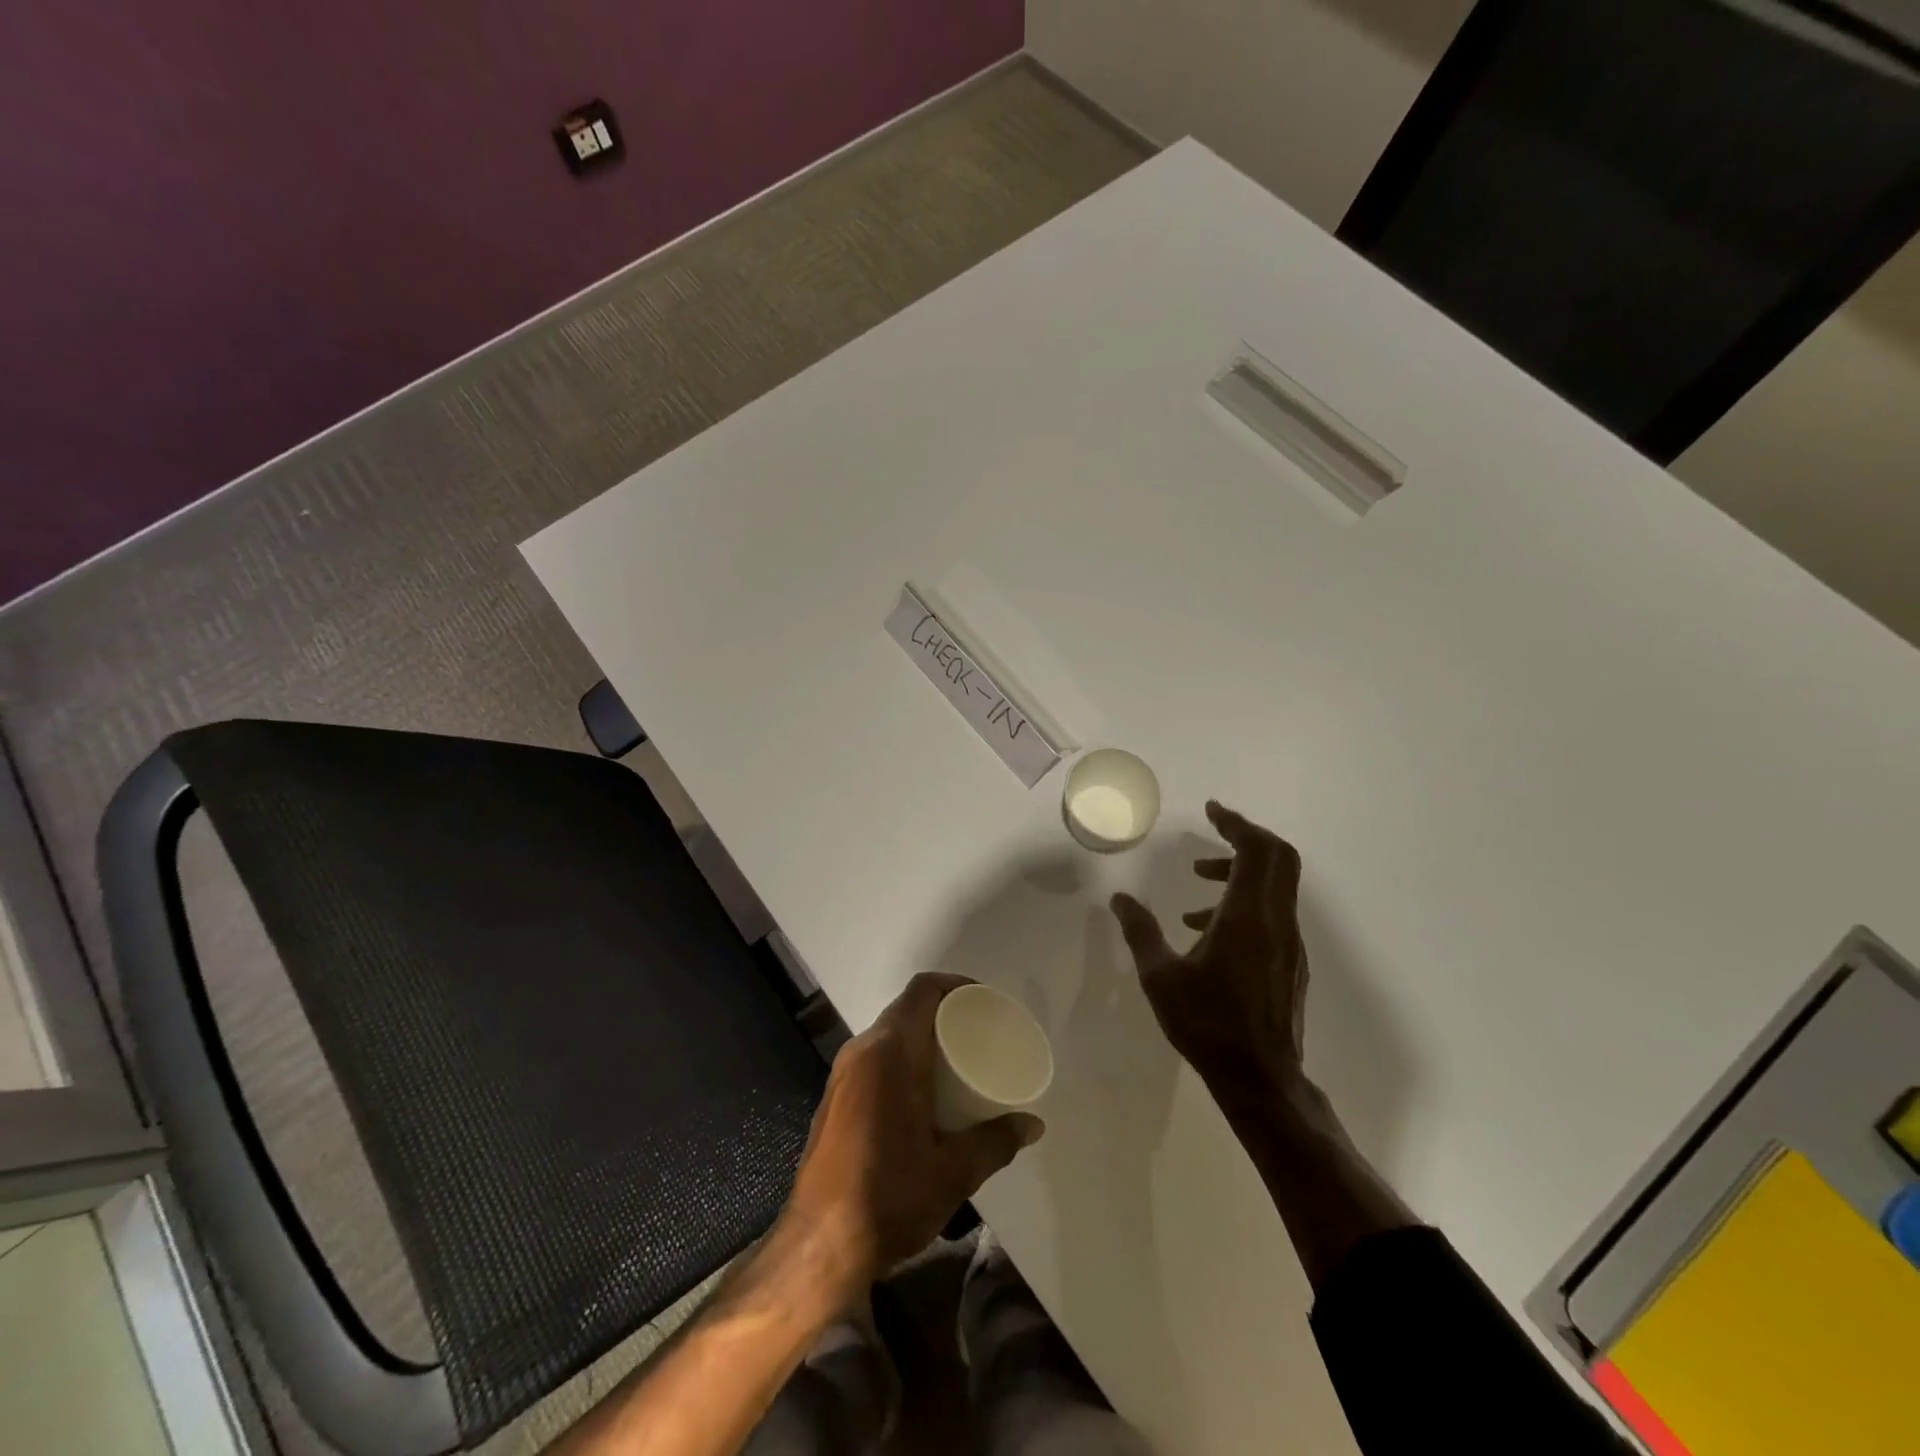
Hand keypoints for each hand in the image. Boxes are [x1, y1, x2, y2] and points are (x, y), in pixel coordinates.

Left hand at [778, 973, 1044, 1301]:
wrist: (818, 1247)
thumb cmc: (889, 1196)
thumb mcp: (954, 1172)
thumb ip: (996, 1141)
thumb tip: (1033, 1124)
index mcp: (890, 1052)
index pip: (923, 991)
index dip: (956, 985)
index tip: (985, 1003)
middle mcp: (862, 1050)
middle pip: (906, 1009)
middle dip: (944, 1014)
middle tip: (980, 1035)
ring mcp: (842, 1074)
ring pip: (889, 1035)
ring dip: (922, 1038)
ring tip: (957, 1063)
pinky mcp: (834, 1098)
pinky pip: (875, 1058)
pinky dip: (903, 1059)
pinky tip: (923, 1094)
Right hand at [1109, 801, 1308, 1103]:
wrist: (1261, 1080)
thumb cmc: (1207, 1024)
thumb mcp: (1160, 977)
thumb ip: (1140, 931)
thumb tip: (1119, 898)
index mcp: (1247, 917)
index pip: (1256, 850)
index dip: (1236, 823)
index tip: (1211, 810)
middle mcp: (1276, 922)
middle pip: (1278, 859)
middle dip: (1244, 838)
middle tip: (1210, 833)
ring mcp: (1289, 943)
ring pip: (1275, 886)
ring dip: (1240, 871)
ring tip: (1197, 883)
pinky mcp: (1290, 963)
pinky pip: (1272, 912)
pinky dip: (1244, 900)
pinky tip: (1207, 929)